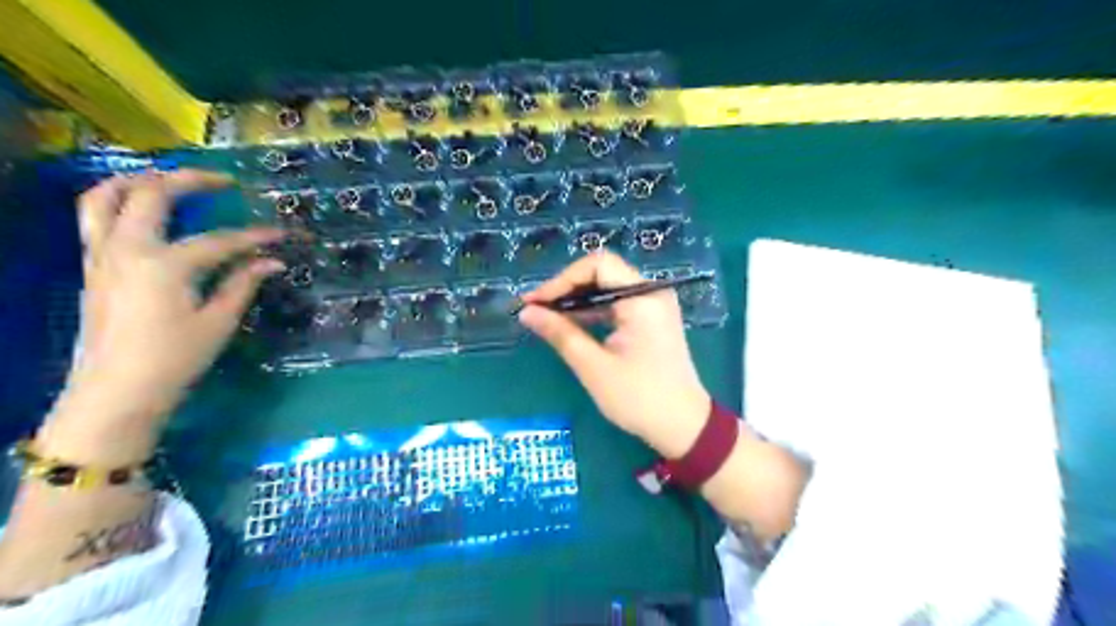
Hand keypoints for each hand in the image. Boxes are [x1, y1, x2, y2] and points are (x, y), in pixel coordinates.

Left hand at [56, 168, 283, 427]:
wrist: (116, 391)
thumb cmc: (175, 358)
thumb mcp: (218, 322)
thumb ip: (242, 284)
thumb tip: (272, 262)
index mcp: (165, 265)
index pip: (220, 240)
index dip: (255, 237)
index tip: (282, 234)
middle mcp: (128, 249)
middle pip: (152, 195)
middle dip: (190, 180)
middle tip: (223, 181)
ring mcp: (102, 255)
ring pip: (106, 196)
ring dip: (139, 180)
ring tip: (170, 179)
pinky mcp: (92, 266)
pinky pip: (95, 218)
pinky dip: (119, 201)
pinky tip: (144, 210)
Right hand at [519, 253, 709, 455]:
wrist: (683, 425)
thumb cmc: (639, 398)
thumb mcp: (593, 366)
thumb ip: (560, 333)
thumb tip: (527, 312)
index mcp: (643, 298)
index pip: (598, 264)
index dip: (562, 279)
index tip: (536, 302)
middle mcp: (651, 292)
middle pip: (603, 273)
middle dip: (567, 289)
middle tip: (536, 310)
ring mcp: (653, 305)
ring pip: (607, 287)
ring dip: (577, 300)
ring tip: (547, 318)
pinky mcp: (651, 319)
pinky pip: (617, 304)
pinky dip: (593, 311)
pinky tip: (571, 325)